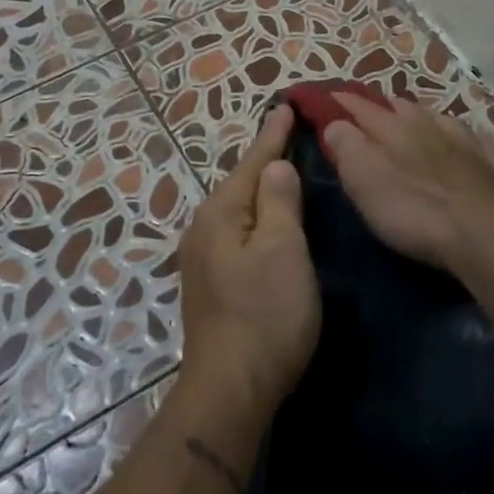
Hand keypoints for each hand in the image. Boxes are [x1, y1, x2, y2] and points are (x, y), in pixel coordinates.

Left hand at [177, 105, 320, 415]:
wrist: (231, 387)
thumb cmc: (265, 314)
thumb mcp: (282, 251)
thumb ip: (279, 202)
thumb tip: (274, 165)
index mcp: (221, 214)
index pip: (252, 162)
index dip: (272, 135)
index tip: (286, 106)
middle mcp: (204, 229)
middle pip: (240, 184)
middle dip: (264, 159)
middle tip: (290, 134)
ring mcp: (203, 258)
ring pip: (238, 210)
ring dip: (260, 189)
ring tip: (282, 170)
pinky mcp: (211, 283)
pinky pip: (237, 233)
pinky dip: (256, 217)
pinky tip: (268, 221)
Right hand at [321, 94, 493, 268]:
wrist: (482, 233)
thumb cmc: (413, 209)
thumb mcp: (364, 180)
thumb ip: (347, 147)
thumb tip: (336, 123)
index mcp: (394, 130)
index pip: (363, 108)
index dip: (346, 102)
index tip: (332, 96)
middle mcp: (430, 127)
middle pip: (405, 108)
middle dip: (386, 106)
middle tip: (374, 110)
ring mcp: (466, 144)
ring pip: (441, 118)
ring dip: (425, 116)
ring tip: (417, 118)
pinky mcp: (491, 166)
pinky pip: (478, 140)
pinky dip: (467, 137)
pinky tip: (469, 139)